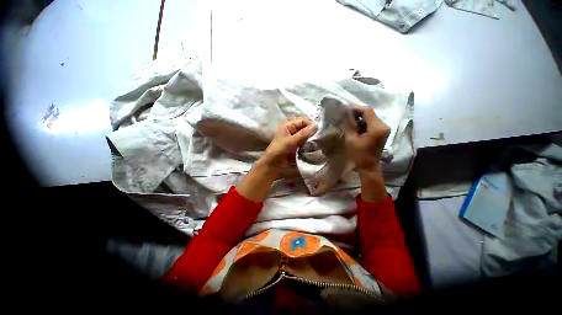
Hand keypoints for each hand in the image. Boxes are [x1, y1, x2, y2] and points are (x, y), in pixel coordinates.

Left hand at [261, 118, 317, 174]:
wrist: (273, 164)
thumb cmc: (279, 150)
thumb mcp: (290, 141)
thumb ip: (303, 134)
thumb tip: (316, 125)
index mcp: (288, 126)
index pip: (302, 121)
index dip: (310, 124)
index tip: (319, 130)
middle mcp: (292, 131)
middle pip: (305, 129)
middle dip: (312, 133)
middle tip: (320, 138)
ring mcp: (295, 140)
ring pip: (306, 137)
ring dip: (311, 140)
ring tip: (318, 144)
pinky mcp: (297, 148)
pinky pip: (306, 145)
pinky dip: (310, 146)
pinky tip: (315, 149)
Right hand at [345, 106, 389, 173]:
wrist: (368, 166)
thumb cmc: (358, 154)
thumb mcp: (351, 139)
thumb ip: (350, 124)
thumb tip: (346, 112)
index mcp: (377, 128)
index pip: (368, 111)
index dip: (357, 108)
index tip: (346, 109)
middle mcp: (384, 126)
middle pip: (370, 114)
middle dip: (358, 113)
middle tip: (346, 116)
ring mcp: (384, 129)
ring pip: (371, 118)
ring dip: (361, 119)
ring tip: (350, 122)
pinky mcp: (382, 132)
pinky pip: (373, 123)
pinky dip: (364, 123)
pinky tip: (357, 127)